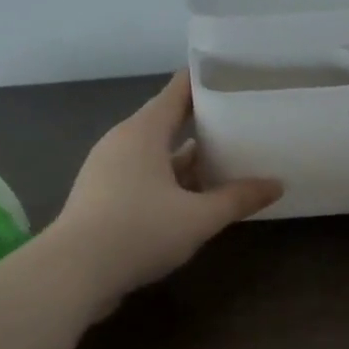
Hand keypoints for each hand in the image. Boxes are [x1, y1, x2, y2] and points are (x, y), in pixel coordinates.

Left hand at [46, 71, 282, 317]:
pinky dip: (168, 181)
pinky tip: (191, 198)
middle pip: (166, 121)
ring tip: (223, 159)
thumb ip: (237, 199)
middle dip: (201, 122)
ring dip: (186, 158)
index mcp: (143, 132)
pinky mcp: (101, 197)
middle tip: (238, 119)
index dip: (203, 80)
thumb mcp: (198, 217)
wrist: (72, 274)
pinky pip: (142, 176)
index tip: (231, 74)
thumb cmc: (138, 231)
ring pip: (155, 154)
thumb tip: (277, 185)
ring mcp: (107, 170)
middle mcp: (122, 142)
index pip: (176, 91)